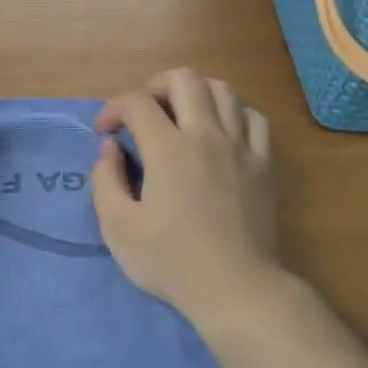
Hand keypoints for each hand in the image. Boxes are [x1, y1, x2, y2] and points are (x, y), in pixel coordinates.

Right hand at [91, 69, 284, 323]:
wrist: (235, 287)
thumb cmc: (170, 261)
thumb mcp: (118, 227)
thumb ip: (105, 180)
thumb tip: (110, 149)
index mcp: (167, 149)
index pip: (137, 103)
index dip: (113, 108)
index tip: (104, 132)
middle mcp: (206, 135)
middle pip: (185, 79)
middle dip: (155, 85)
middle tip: (142, 111)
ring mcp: (240, 147)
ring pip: (223, 91)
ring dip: (195, 93)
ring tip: (180, 115)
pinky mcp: (264, 164)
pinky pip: (253, 118)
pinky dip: (233, 113)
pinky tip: (221, 131)